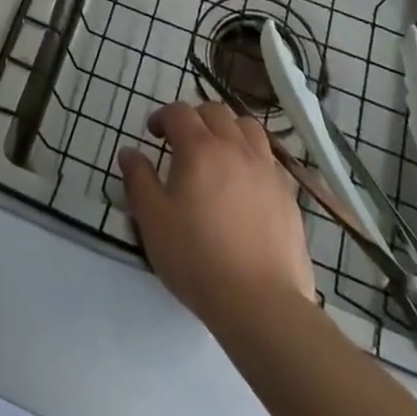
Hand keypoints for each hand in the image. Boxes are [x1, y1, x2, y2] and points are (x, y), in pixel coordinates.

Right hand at [119, 102, 316, 331]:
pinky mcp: (287, 194)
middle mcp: (235, 147)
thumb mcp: (153, 221)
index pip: (179, 112)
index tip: (153, 133)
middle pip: (215, 112)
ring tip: (219, 153)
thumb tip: (129, 152)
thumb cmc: (197, 259)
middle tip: (183, 142)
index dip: (163, 117)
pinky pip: (268, 158)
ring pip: (247, 127)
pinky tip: (246, 183)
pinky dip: (253, 157)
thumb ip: (139, 180)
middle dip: (195, 118)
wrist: (261, 303)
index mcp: (199, 148)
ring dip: (228, 130)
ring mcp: (266, 168)